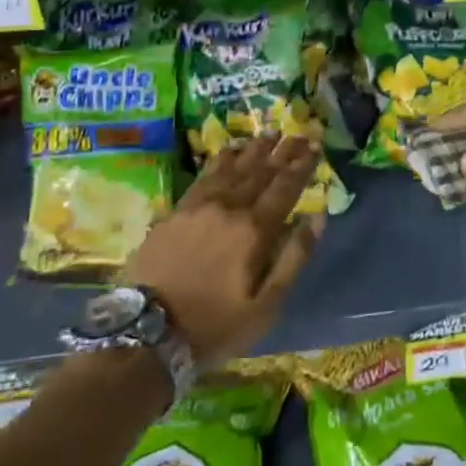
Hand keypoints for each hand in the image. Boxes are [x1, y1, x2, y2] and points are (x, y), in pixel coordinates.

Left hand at [121, 134, 321, 363]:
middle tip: (298, 134)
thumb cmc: (215, 324)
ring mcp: (200, 205)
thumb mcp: (266, 306)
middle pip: (261, 171)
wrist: (149, 332)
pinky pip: (206, 174)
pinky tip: (230, 150)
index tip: (314, 146)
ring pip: (234, 167)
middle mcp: (229, 207)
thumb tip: (316, 218)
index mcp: (255, 230)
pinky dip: (223, 158)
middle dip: (283, 151)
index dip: (301, 166)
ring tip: (270, 134)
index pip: (285, 187)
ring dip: (255, 149)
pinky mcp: (177, 210)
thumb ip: (294, 258)